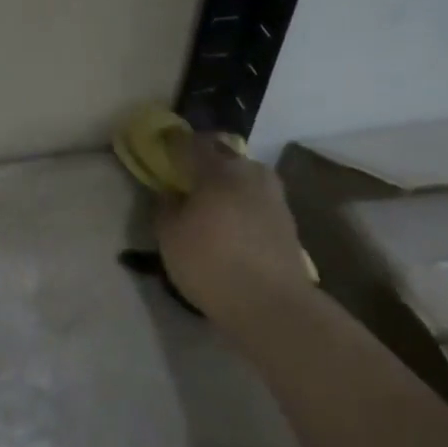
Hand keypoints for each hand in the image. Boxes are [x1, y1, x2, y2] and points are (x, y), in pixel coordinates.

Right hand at [155, 132, 312, 321]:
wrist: (271, 303)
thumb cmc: (210, 262)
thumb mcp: (170, 236)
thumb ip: (166, 207)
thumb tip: (171, 192)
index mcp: (217, 169)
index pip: (191, 143)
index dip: (173, 142)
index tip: (161, 144)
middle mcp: (249, 172)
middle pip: (222, 155)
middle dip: (203, 160)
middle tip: (185, 174)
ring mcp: (273, 195)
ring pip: (242, 177)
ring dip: (225, 183)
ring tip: (208, 201)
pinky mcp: (286, 220)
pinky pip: (255, 199)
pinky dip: (240, 203)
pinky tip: (230, 222)